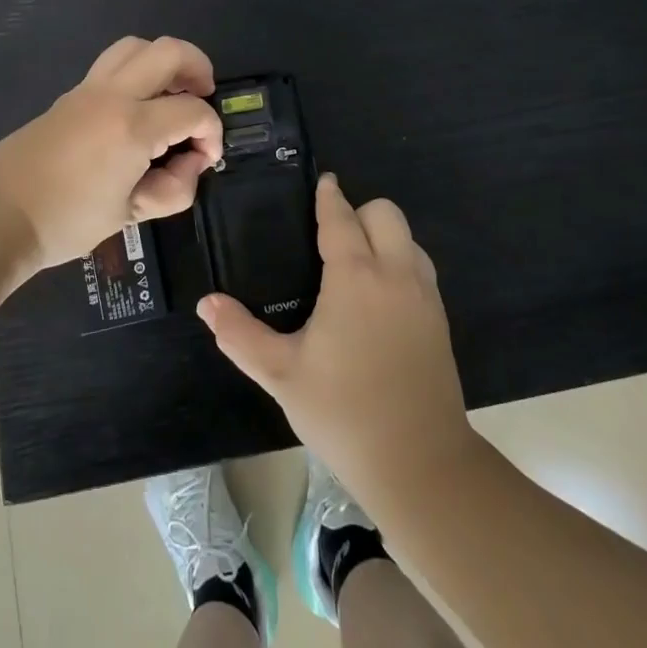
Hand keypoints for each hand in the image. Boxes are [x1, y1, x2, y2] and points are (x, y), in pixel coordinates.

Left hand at [0, 36, 224, 275]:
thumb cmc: (66, 221)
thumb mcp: (129, 215)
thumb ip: (174, 188)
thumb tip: (192, 163)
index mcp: (132, 126)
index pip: (192, 111)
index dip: (211, 132)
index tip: (207, 157)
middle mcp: (113, 95)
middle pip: (169, 51)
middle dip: (198, 68)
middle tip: (203, 97)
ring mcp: (87, 89)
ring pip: (135, 46)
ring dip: (163, 62)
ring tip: (172, 93)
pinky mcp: (69, 96)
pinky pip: (112, 64)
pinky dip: (136, 73)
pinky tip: (137, 109)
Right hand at [197, 174, 475, 502]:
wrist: (420, 463)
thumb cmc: (343, 412)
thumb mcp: (281, 374)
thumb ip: (240, 334)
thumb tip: (206, 304)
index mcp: (356, 277)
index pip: (342, 218)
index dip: (329, 197)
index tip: (322, 183)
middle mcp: (395, 274)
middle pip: (385, 213)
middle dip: (359, 211)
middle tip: (331, 236)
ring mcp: (425, 296)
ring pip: (408, 238)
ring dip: (384, 236)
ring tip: (354, 264)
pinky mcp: (440, 320)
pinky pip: (420, 268)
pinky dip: (400, 262)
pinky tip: (379, 297)